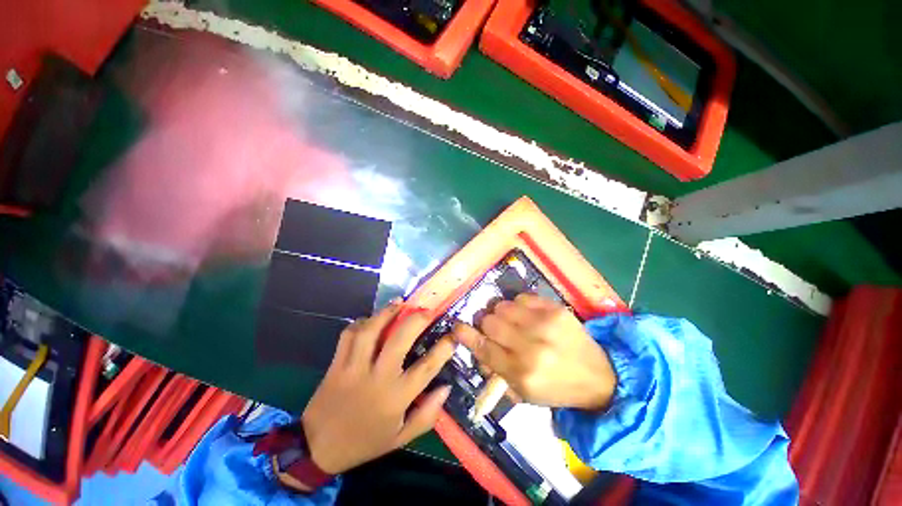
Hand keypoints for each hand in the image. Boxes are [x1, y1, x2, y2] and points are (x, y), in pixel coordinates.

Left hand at [301, 302, 454, 474]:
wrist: (318, 448)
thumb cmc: (365, 442)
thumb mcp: (401, 438)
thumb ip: (427, 415)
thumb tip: (446, 387)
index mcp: (395, 398)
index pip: (427, 367)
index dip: (443, 348)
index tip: (453, 335)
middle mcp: (377, 378)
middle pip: (399, 340)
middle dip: (416, 320)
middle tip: (427, 310)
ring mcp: (354, 368)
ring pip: (371, 331)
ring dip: (387, 313)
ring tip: (400, 303)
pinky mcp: (337, 363)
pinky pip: (349, 334)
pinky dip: (360, 322)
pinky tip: (371, 318)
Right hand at [452, 294, 615, 409]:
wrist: (599, 376)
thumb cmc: (556, 388)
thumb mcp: (523, 393)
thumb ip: (495, 370)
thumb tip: (477, 346)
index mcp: (520, 373)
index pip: (482, 347)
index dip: (465, 334)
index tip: (457, 327)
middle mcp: (529, 347)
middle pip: (489, 322)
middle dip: (486, 324)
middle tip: (494, 328)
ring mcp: (543, 325)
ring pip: (502, 306)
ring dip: (501, 313)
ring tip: (511, 321)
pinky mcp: (555, 310)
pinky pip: (522, 297)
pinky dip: (519, 305)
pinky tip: (526, 314)